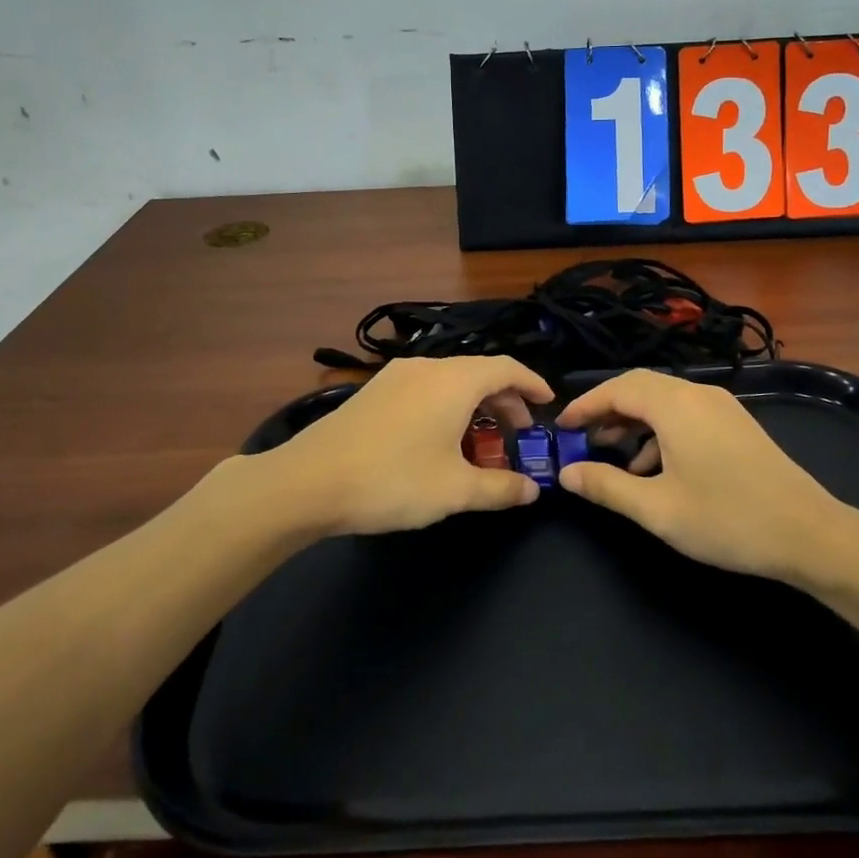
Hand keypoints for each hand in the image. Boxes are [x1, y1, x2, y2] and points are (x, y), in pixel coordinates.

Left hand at [270, 356, 553, 535]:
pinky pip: (426, 389)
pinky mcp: (375, 391)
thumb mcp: (455, 491)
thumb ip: (500, 488)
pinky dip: (447, 407)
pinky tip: (440, 441)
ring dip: (474, 406)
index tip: (549, 406)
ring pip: (450, 382)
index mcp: (455, 380)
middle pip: (479, 373)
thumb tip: (532, 490)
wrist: (309, 481)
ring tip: (481, 443)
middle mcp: (428, 367)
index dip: (533, 385)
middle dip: (505, 402)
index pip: (507, 369)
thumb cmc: (394, 480)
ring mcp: (396, 376)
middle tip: (518, 435)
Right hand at [557, 369, 858, 594]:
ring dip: (634, 423)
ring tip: (614, 458)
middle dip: (608, 411)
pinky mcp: (737, 425)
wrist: (811, 534)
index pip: (617, 388)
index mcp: (675, 405)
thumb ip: (606, 486)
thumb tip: (567, 474)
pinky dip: (660, 432)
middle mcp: (698, 394)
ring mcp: (722, 408)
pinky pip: (686, 415)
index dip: (585, 405)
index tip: (561, 426)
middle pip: (640, 389)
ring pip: (664, 402)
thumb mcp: (657, 509)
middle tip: (582, 439)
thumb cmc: (727, 519)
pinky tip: (656, 470)